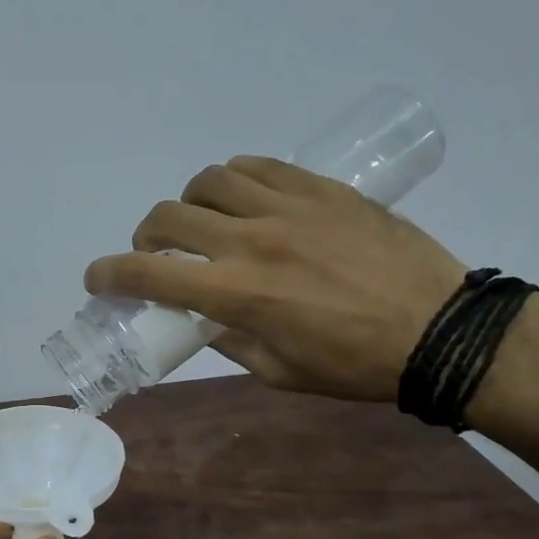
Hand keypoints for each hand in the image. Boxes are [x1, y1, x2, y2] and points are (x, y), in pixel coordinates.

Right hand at [84, 155, 468, 401]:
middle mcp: (252, 241)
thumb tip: (201, 319)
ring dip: (190, 204)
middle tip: (157, 254)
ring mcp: (288, 207)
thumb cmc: (355, 365)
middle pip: (169, 217)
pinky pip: (259, 167)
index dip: (109, 275)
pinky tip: (244, 199)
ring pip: (210, 181)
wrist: (441, 330)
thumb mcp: (278, 371)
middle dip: (145, 236)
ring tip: (205, 224)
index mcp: (237, 295)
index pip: (149, 275)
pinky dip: (234, 181)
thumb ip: (228, 340)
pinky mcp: (321, 189)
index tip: (98, 278)